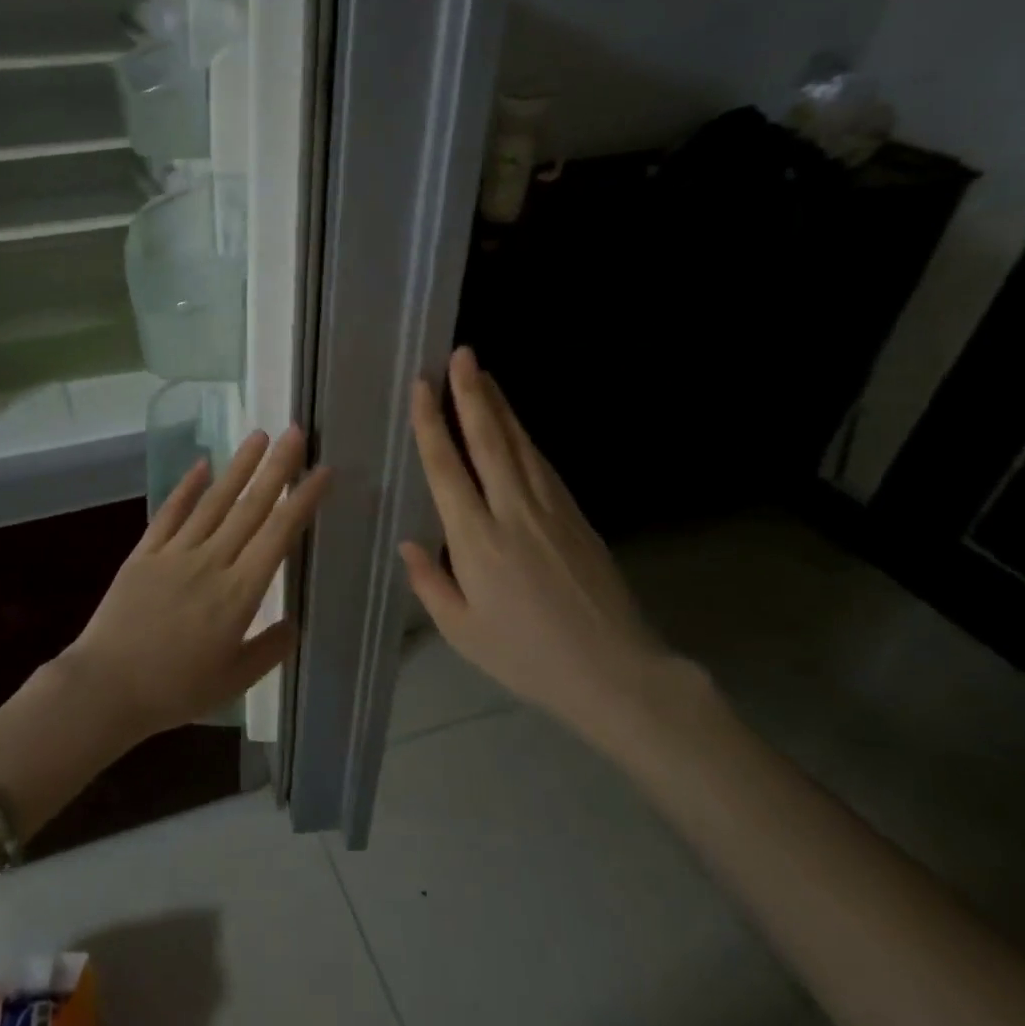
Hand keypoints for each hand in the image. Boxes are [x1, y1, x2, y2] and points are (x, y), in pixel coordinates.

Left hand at [61, 427, 331, 745]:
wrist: (105, 688)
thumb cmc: (174, 690)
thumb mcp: (234, 681)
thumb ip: (269, 649)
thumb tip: (294, 622)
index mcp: (239, 593)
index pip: (278, 535)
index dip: (302, 500)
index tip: (322, 471)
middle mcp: (211, 562)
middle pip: (250, 507)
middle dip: (276, 467)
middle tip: (296, 432)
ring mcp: (175, 553)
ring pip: (214, 501)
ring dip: (238, 467)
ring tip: (259, 435)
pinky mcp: (144, 553)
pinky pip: (169, 513)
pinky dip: (186, 487)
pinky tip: (202, 465)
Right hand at [400, 348, 690, 751]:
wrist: (614, 671)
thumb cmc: (526, 656)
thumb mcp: (462, 631)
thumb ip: (430, 582)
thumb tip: (410, 542)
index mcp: (476, 540)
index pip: (447, 468)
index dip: (432, 423)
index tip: (423, 385)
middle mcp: (513, 512)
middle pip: (489, 441)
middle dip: (471, 394)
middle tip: (460, 354)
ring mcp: (550, 510)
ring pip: (519, 445)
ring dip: (499, 407)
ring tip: (482, 376)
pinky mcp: (576, 516)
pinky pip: (542, 465)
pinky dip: (525, 437)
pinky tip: (515, 427)